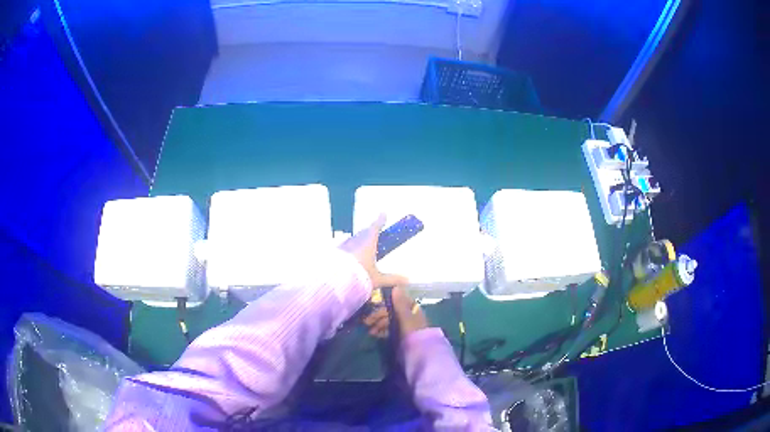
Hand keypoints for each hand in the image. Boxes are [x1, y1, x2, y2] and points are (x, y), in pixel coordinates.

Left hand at [339, 214, 407, 289]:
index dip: (380, 220)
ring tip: (361, 252)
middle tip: (373, 236)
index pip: (376, 227)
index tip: (383, 213)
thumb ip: (392, 278)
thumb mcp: (377, 279)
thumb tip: (407, 279)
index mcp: (368, 242)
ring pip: (352, 240)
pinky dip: (347, 251)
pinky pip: (343, 249)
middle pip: (363, 233)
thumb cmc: (359, 277)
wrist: (335, 281)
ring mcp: (343, 245)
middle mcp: (355, 240)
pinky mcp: (334, 252)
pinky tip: (347, 260)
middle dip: (369, 233)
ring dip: (357, 243)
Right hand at [363, 287, 427, 338]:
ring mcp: (404, 325)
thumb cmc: (413, 332)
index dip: (384, 302)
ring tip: (370, 331)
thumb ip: (400, 303)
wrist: (420, 352)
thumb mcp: (406, 317)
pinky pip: (389, 329)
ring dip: (378, 324)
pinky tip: (375, 334)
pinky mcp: (401, 335)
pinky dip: (382, 330)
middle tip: (366, 322)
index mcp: (411, 308)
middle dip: (378, 315)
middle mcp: (408, 315)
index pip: (396, 301)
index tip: (372, 305)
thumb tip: (395, 286)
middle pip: (390, 311)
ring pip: (389, 320)